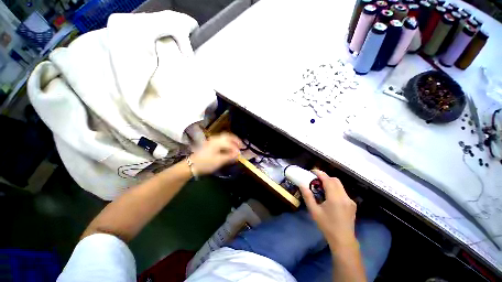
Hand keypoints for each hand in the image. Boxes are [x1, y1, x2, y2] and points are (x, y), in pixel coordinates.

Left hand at [189, 133, 241, 174]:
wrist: (191, 165)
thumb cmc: (206, 163)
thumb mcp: (219, 161)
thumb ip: (229, 156)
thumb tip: (238, 154)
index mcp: (217, 142)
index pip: (230, 143)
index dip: (236, 148)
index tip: (240, 154)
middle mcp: (215, 139)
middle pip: (227, 136)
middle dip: (235, 140)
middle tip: (241, 145)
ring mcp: (212, 140)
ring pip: (224, 137)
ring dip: (231, 140)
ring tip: (236, 145)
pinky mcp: (210, 143)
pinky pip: (221, 140)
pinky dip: (227, 142)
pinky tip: (228, 147)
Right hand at [298, 170, 357, 248]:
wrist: (343, 240)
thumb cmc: (327, 226)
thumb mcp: (314, 211)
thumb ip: (308, 196)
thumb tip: (302, 185)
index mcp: (335, 198)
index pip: (328, 180)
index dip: (320, 174)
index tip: (313, 171)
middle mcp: (344, 197)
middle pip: (335, 180)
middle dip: (325, 177)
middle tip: (316, 180)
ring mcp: (350, 200)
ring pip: (340, 185)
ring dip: (330, 183)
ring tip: (322, 188)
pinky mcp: (352, 204)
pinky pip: (342, 191)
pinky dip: (335, 189)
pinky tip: (330, 196)